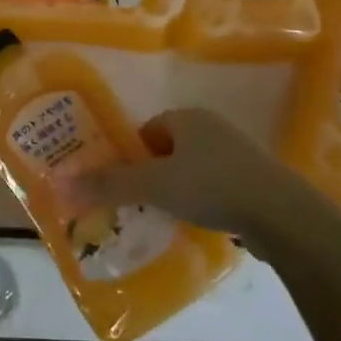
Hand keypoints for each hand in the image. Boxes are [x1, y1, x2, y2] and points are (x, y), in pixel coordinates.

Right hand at [72, 108, 337, 256]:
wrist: (282, 215)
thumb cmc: (211, 186)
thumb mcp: (152, 185)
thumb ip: (107, 184)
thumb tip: (58, 183)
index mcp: (188, 118)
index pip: (146, 131)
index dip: (131, 156)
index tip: (124, 184)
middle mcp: (213, 128)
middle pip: (169, 150)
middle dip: (153, 175)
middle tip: (140, 203)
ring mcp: (239, 154)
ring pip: (194, 169)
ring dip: (179, 189)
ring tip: (167, 216)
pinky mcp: (257, 180)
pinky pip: (218, 186)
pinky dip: (205, 201)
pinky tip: (201, 223)